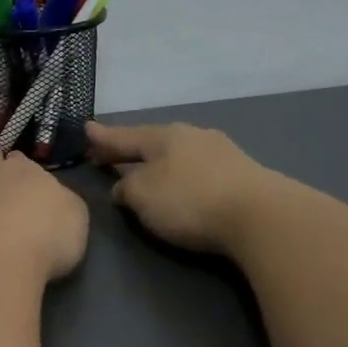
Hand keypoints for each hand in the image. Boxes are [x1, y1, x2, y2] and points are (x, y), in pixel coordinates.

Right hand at [86, 119, 277, 254]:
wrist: (261, 217)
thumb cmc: (189, 201)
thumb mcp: (142, 196)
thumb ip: (126, 189)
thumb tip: (124, 186)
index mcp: (163, 136)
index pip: (124, 136)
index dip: (103, 137)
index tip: (86, 129)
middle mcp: (192, 136)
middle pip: (152, 142)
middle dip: (130, 150)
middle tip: (109, 155)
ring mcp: (221, 152)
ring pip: (178, 154)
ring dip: (159, 163)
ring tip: (146, 173)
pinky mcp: (242, 173)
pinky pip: (199, 169)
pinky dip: (183, 175)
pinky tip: (182, 185)